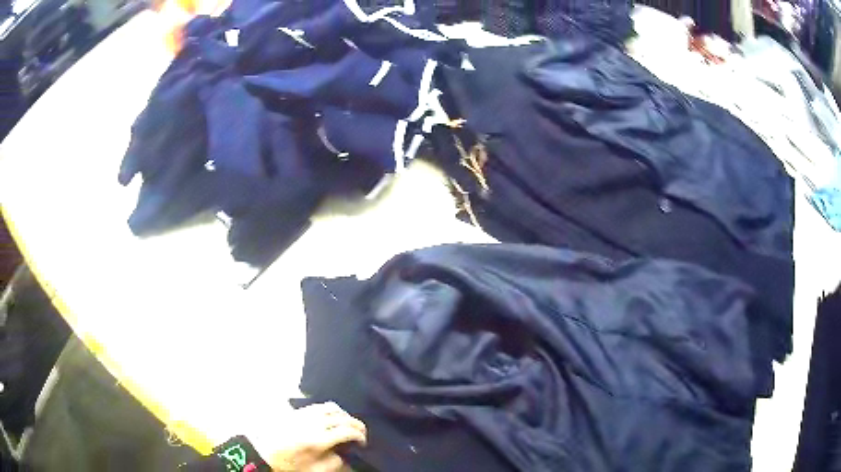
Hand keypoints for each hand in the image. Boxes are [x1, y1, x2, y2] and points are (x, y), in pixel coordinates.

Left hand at [249, 402, 366, 471]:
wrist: (261, 452)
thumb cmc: (287, 464)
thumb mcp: (313, 470)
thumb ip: (333, 464)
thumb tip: (344, 456)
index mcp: (318, 439)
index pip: (347, 431)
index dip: (360, 435)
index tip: (363, 442)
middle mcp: (313, 423)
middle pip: (342, 417)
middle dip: (356, 424)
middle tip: (361, 433)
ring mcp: (304, 415)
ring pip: (331, 407)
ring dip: (344, 414)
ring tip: (348, 424)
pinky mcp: (296, 412)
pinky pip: (318, 405)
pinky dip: (331, 409)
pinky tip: (331, 417)